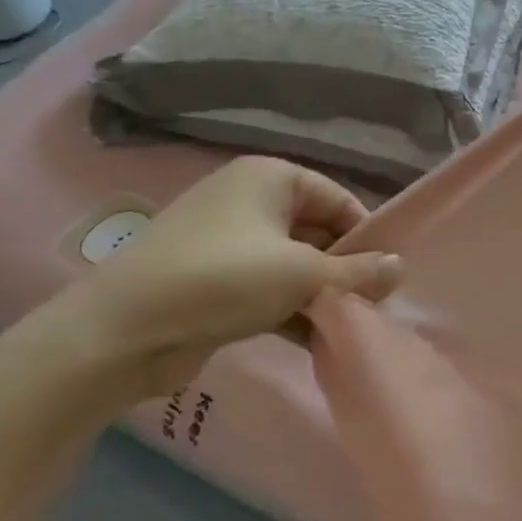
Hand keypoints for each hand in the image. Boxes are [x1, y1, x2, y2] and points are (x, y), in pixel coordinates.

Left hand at [64, 157, 401, 395]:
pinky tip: (318, 342)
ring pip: (293, 264)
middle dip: (345, 270)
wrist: (121, 333)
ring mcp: (228, 242)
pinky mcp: (214, 281)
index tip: (387, 275)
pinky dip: (292, 310)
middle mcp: (249, 200)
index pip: (337, 199)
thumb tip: (400, 268)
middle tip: (373, 306)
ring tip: (350, 328)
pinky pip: (268, 288)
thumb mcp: (302, 274)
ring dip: (321, 295)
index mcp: (270, 178)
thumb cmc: (223, 281)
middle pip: (316, 231)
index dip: (366, 235)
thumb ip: (357, 272)